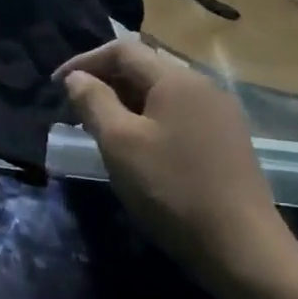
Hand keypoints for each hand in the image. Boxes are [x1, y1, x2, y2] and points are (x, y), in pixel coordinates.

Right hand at [57, 41, 296, 287]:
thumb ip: (92, 100)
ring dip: (124, 102)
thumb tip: (77, 77)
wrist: (242, 248)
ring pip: (159, 93)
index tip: (56, 86)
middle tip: (75, 108)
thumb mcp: (118, 141)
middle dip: (104, 81)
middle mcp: (203, 87)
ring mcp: (220, 114)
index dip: (83, 62)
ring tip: (99, 128)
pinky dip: (147, 119)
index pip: (122, 50)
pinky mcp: (226, 141)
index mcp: (177, 79)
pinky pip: (176, 114)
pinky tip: (136, 147)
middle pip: (143, 67)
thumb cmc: (170, 187)